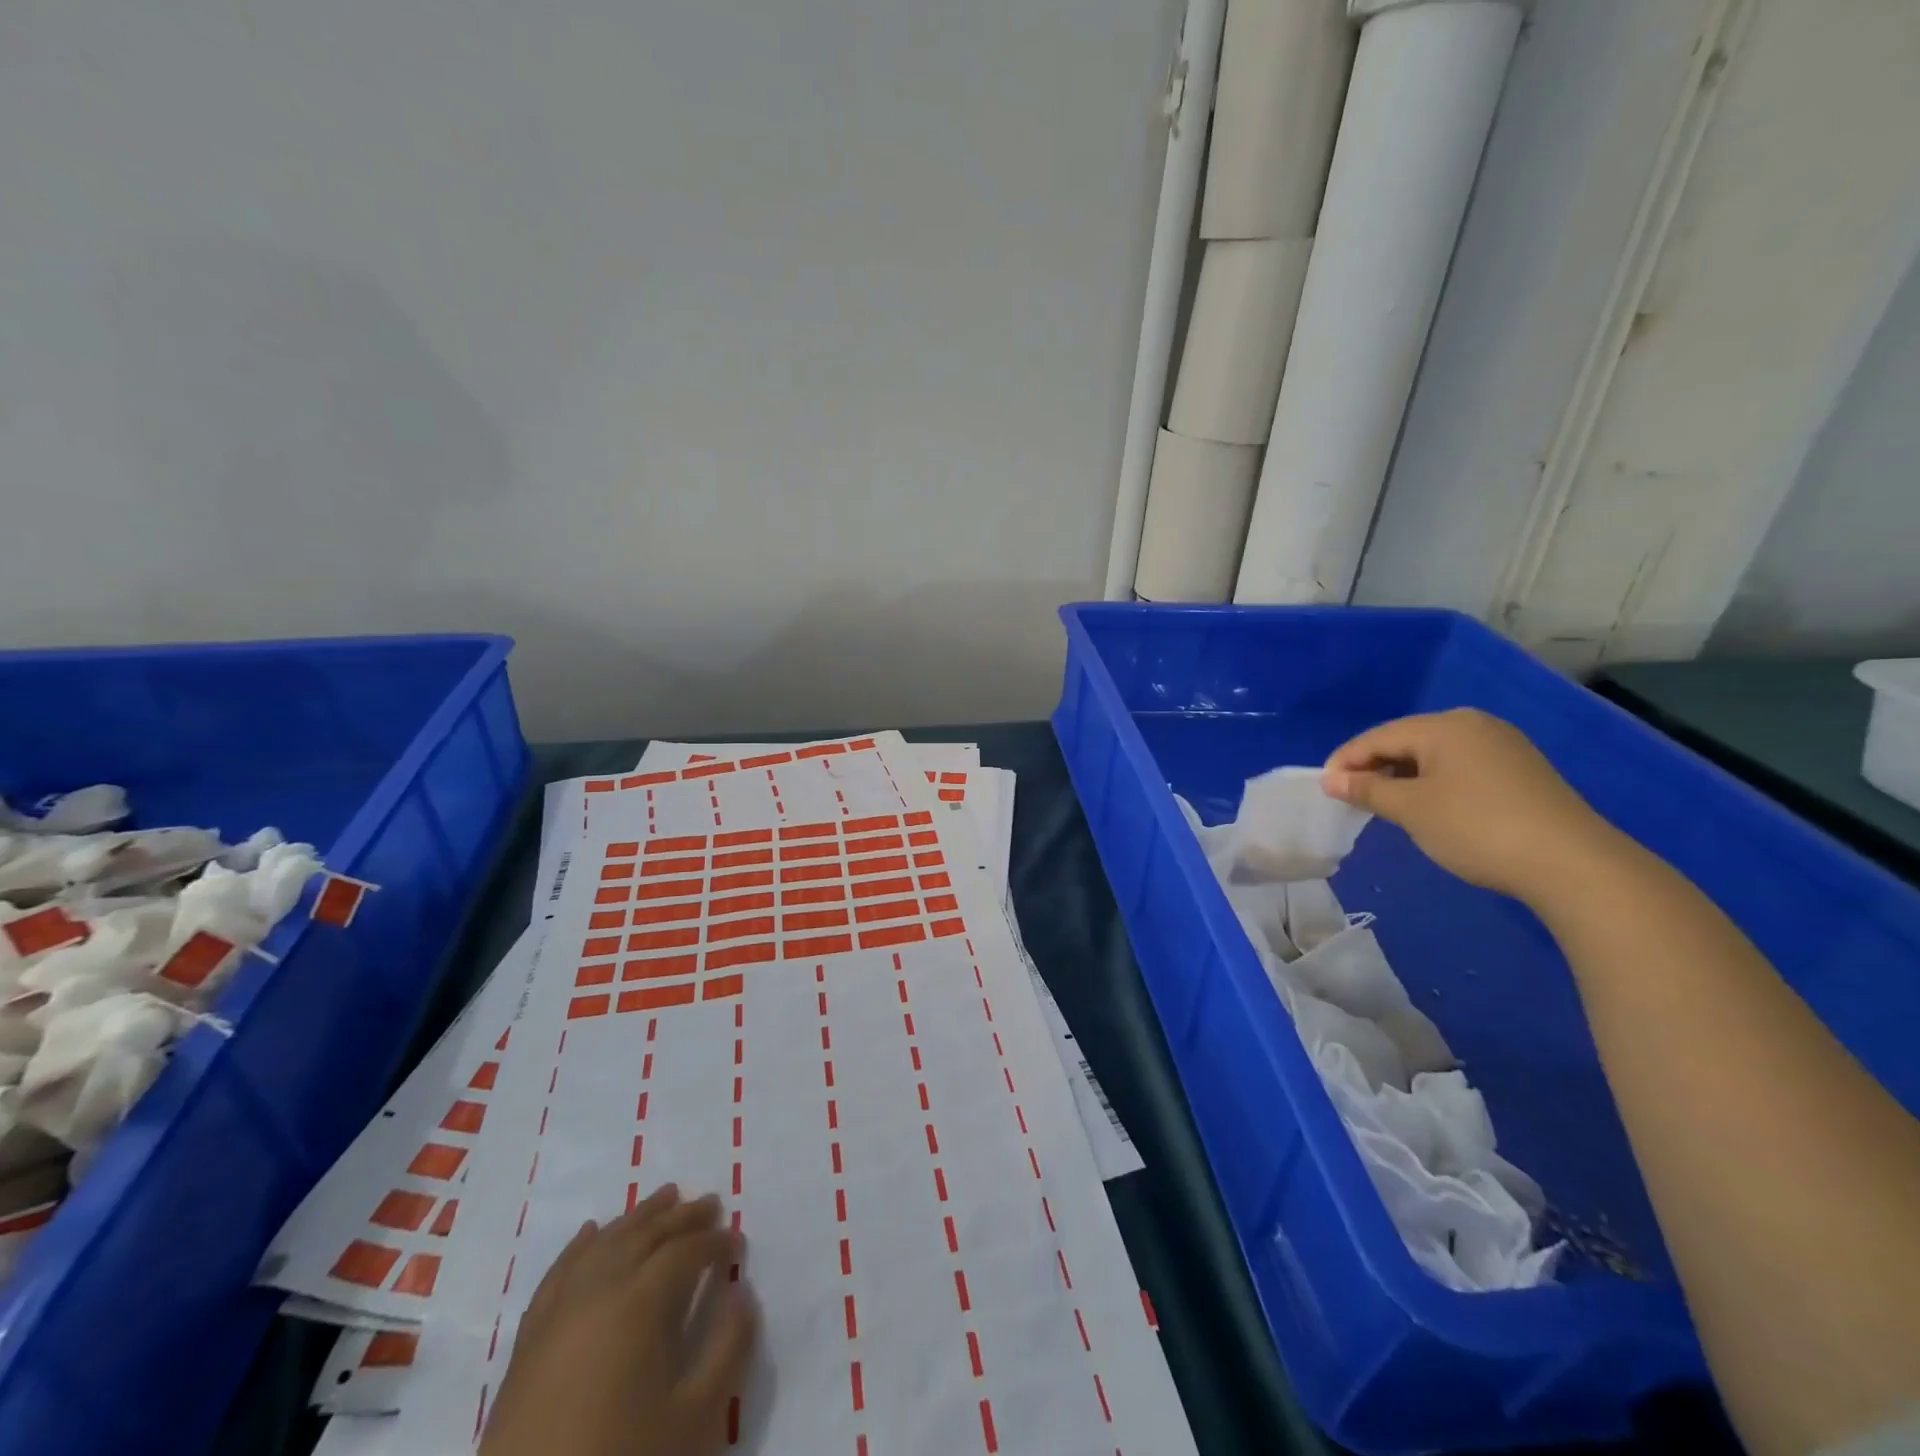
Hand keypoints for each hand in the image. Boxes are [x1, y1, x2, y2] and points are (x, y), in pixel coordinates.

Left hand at [480, 1185, 756, 1455]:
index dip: (715, 1242)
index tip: (737, 1242)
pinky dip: (580, 1246)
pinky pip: (559, 1273)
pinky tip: (591, 1232)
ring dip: (638, 1216)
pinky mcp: (528, 1340)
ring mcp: (558, 1311)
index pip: (685, 1252)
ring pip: (604, 1242)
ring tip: (664, 1197)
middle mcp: (598, 1290)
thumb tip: (742, 1291)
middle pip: (646, 1234)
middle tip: (709, 1202)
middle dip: (682, 1216)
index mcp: (640, 1303)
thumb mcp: (692, 1417)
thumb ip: (727, 1348)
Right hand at [1321, 709, 1616, 903]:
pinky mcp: (1520, 771)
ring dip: (1403, 777)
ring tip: (1385, 805)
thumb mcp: (1411, 810)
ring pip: (1434, 755)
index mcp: (1444, 726)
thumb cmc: (1477, 827)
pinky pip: (1460, 768)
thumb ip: (1367, 790)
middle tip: (1351, 798)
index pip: (1378, 737)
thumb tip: (1332, 780)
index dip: (1346, 761)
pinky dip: (1433, 783)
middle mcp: (1474, 725)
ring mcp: (1502, 746)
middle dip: (1374, 768)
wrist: (1572, 864)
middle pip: (1406, 741)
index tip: (1324, 789)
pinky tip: (1428, 808)